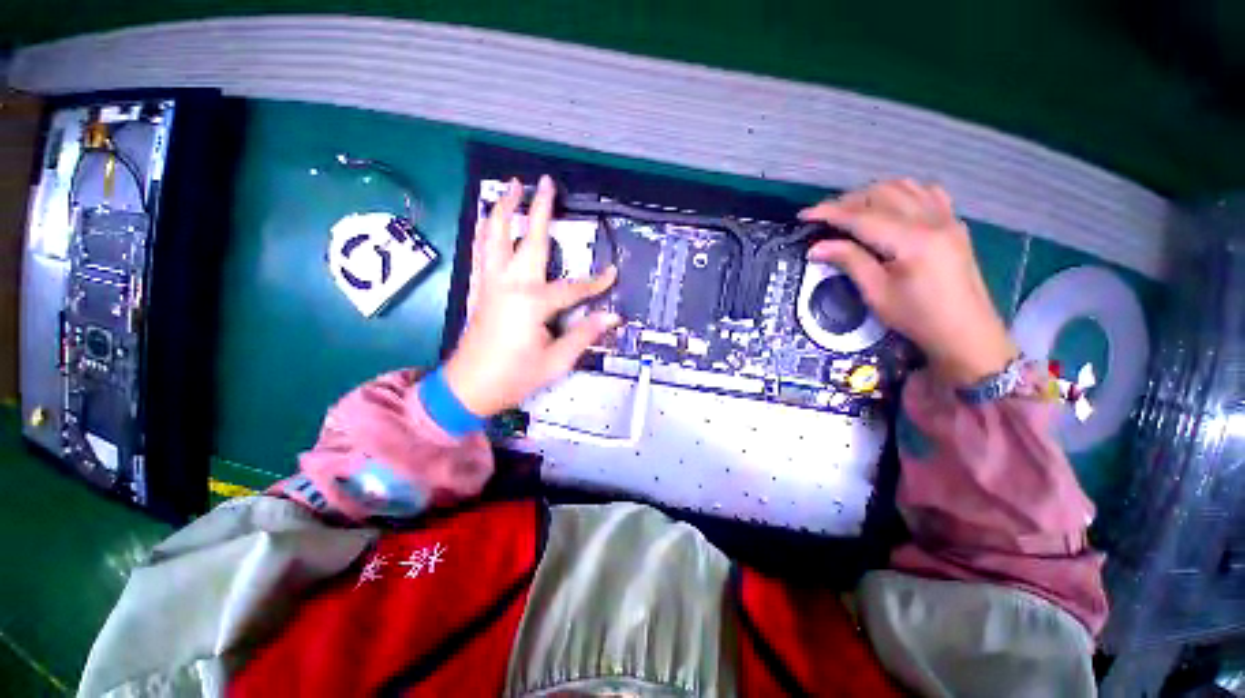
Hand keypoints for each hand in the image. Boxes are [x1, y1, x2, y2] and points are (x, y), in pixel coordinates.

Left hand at [444, 176, 619, 416]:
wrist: (468, 388)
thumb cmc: (514, 376)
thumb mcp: (556, 361)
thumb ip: (584, 334)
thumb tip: (611, 317)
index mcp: (532, 303)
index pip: (574, 287)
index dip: (596, 282)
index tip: (612, 274)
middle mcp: (510, 284)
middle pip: (528, 239)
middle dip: (540, 209)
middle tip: (546, 182)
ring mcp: (490, 284)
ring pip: (495, 236)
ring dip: (504, 208)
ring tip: (510, 186)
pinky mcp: (478, 289)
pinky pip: (480, 252)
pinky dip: (485, 232)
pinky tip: (488, 221)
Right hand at [800, 179, 1015, 385]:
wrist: (965, 332)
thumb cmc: (917, 318)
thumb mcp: (876, 293)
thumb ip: (849, 261)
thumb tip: (816, 247)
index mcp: (912, 240)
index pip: (862, 217)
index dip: (829, 213)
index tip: (804, 215)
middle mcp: (932, 220)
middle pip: (882, 194)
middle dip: (847, 201)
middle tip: (824, 219)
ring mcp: (947, 218)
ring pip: (904, 186)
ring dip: (872, 194)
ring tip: (851, 211)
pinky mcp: (954, 223)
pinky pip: (926, 192)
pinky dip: (901, 193)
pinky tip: (889, 207)